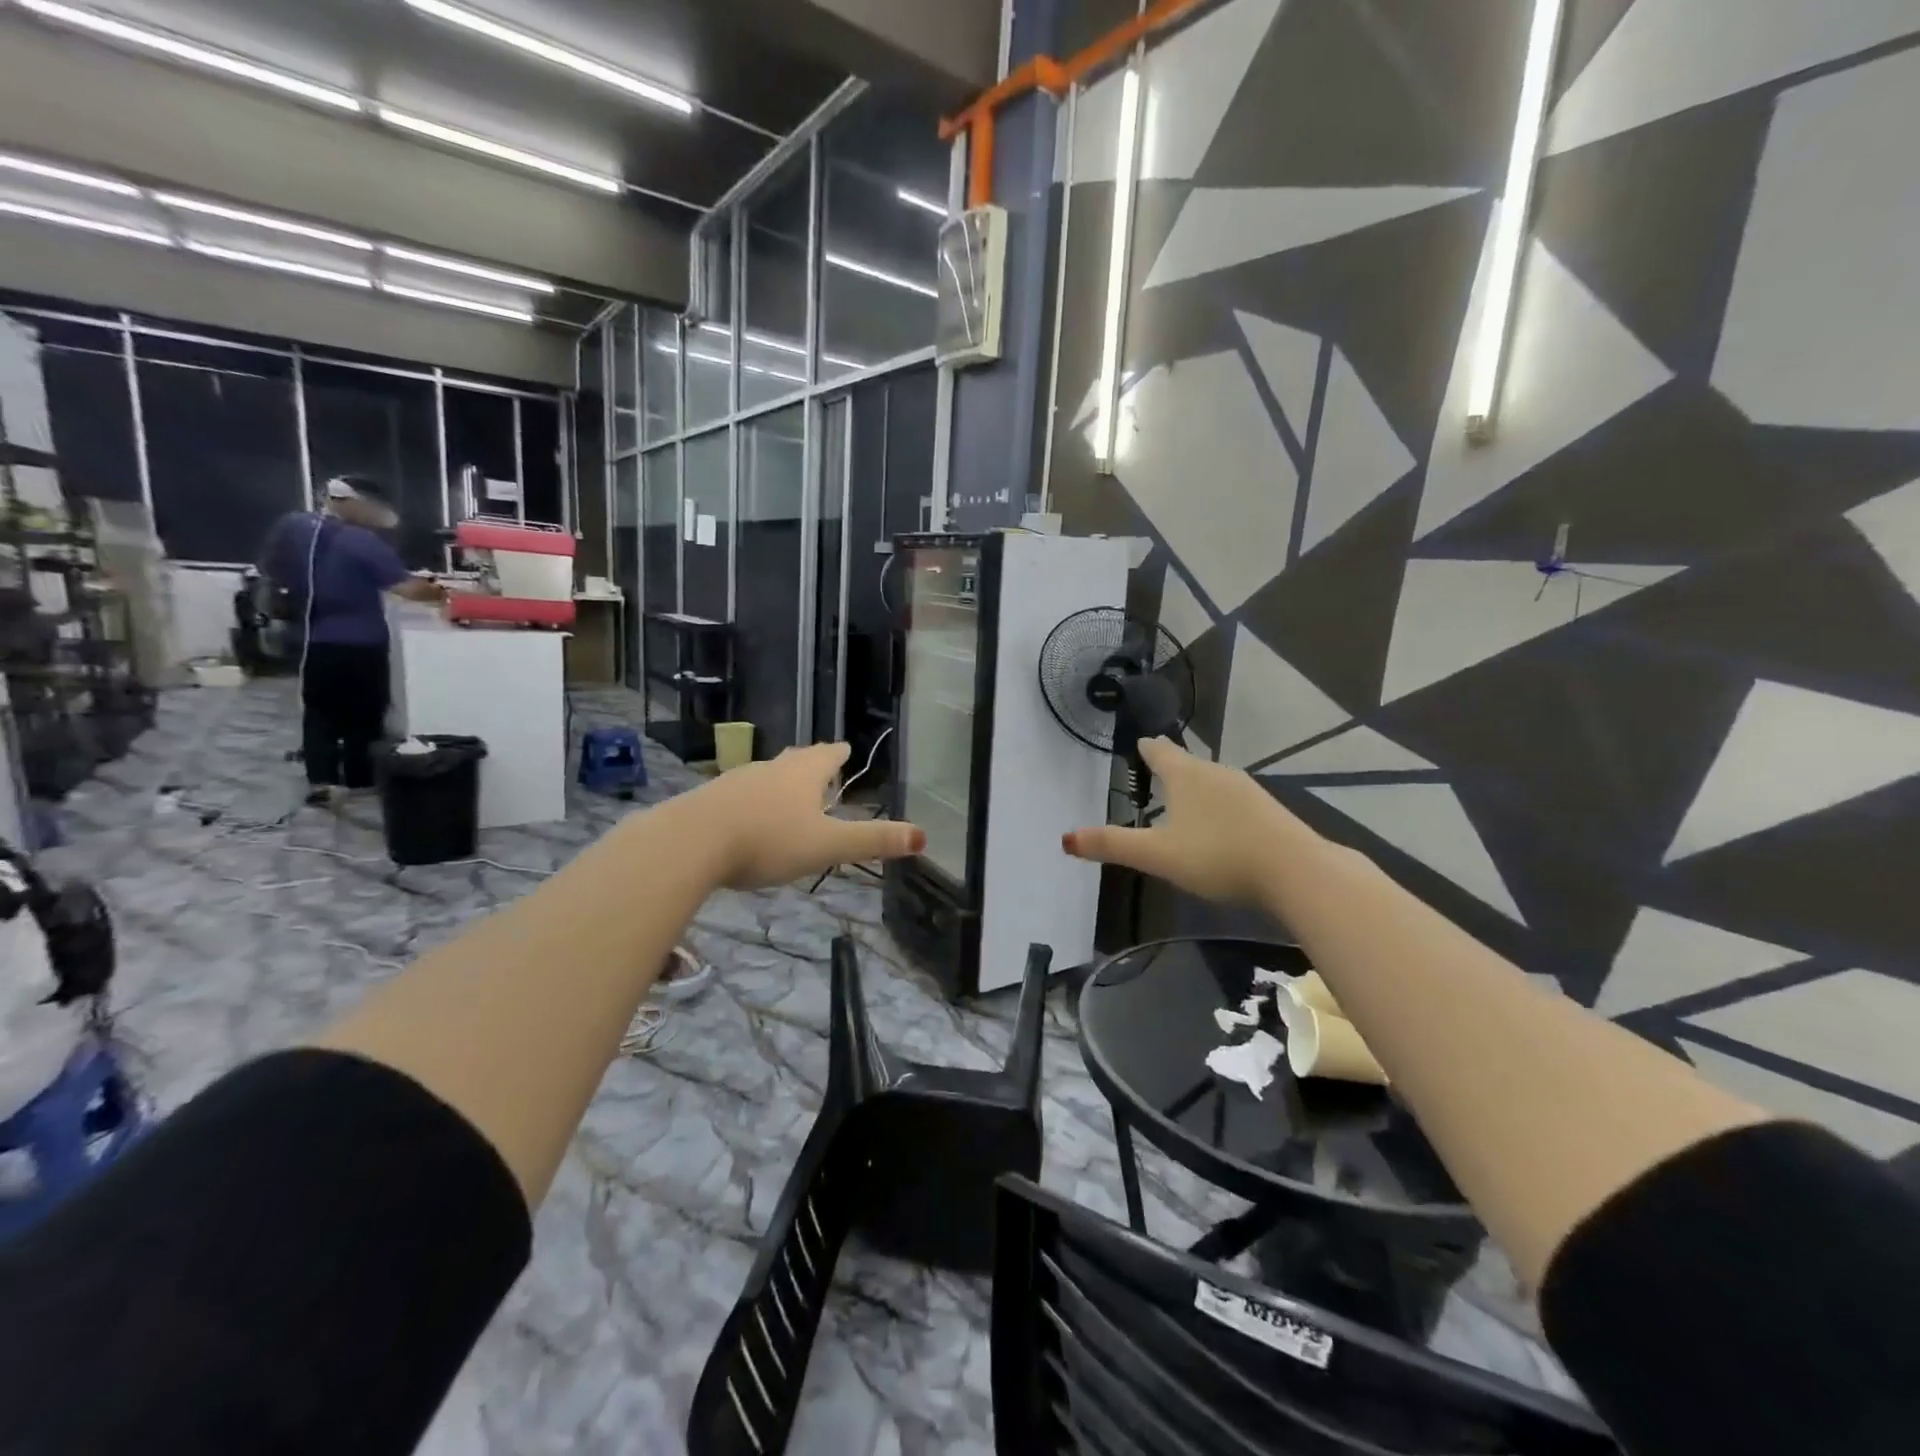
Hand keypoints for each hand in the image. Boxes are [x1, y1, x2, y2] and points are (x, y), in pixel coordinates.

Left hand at [679, 743, 924, 890]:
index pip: (827, 755)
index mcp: (802, 775)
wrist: (691, 842)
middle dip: (810, 762)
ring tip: (786, 790)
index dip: (838, 753)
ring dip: (779, 780)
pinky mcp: (709, 800)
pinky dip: (751, 800)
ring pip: (765, 774)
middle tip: (819, 763)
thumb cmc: (768, 840)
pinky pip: (738, 794)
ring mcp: (736, 782)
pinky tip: (745, 816)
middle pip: (795, 760)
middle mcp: (770, 769)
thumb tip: (922, 836)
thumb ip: (872, 841)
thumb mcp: (827, 846)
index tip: (845, 747)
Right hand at [1063, 737, 1305, 905]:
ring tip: (1184, 804)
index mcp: (1185, 776)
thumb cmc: (1217, 856)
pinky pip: (1233, 800)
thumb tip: (1065, 838)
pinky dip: (1219, 807)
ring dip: (1196, 789)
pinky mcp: (1268, 810)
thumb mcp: (1158, 855)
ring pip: (1212, 781)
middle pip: (1187, 764)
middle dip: (1171, 770)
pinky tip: (1221, 828)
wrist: (1295, 870)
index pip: (1159, 751)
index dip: (1146, 749)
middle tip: (1155, 778)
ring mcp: (1246, 789)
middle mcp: (1215, 773)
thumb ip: (1113, 845)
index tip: (1140, 745)